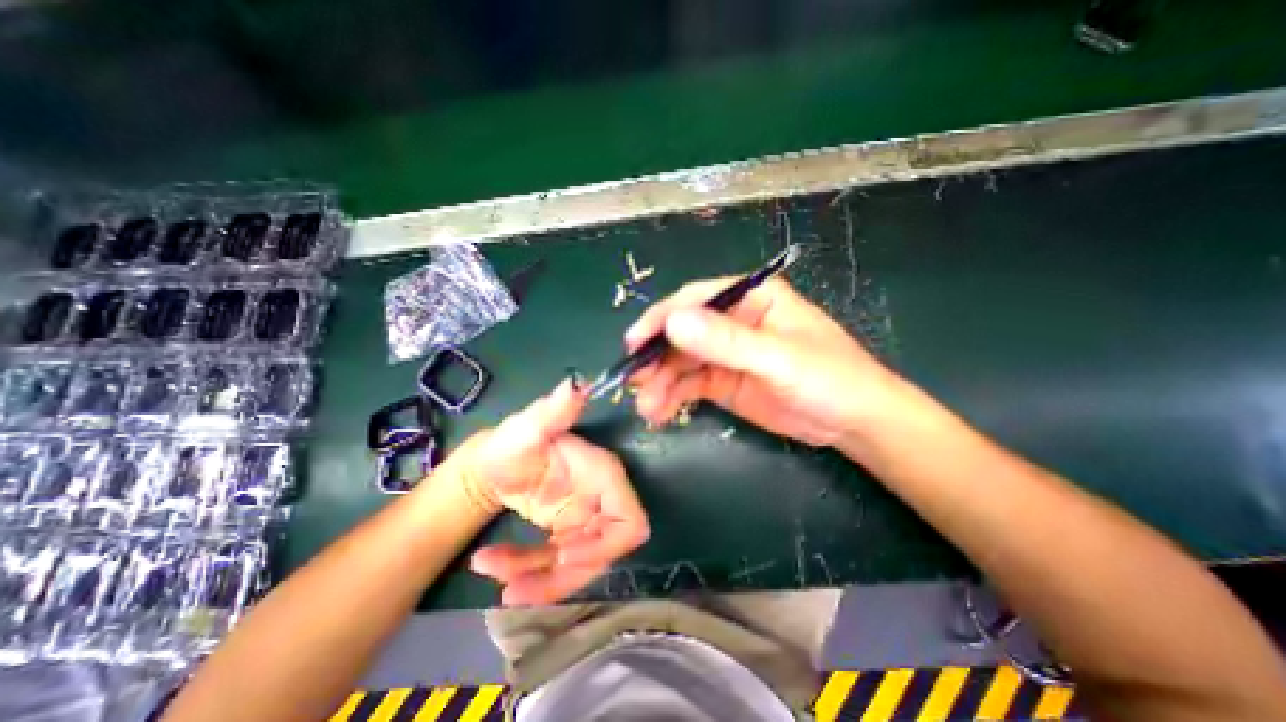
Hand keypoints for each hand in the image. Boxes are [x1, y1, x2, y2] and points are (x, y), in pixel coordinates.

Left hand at [451, 380, 654, 605]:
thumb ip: (552, 411)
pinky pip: (557, 567)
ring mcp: (585, 519)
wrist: (491, 463)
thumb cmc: (512, 442)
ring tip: (496, 572)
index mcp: (602, 475)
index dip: (605, 547)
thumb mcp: (528, 428)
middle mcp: (601, 500)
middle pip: (603, 553)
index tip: (562, 555)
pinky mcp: (567, 533)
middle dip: (564, 575)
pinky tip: (493, 565)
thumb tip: (575, 385)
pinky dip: (528, 574)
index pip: (629, 523)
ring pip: (578, 567)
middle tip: (517, 583)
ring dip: (538, 579)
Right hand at [628, 277, 895, 445]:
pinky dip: (672, 397)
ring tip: (647, 407)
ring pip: (681, 362)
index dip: (662, 318)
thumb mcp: (779, 359)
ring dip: (660, 382)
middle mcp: (733, 322)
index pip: (695, 300)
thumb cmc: (830, 379)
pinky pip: (689, 385)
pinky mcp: (724, 382)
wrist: (855, 424)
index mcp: (750, 299)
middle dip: (656, 357)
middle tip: (634, 382)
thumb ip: (727, 341)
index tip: (635, 343)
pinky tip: (660, 412)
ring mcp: (726, 354)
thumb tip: (673, 323)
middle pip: (682, 333)